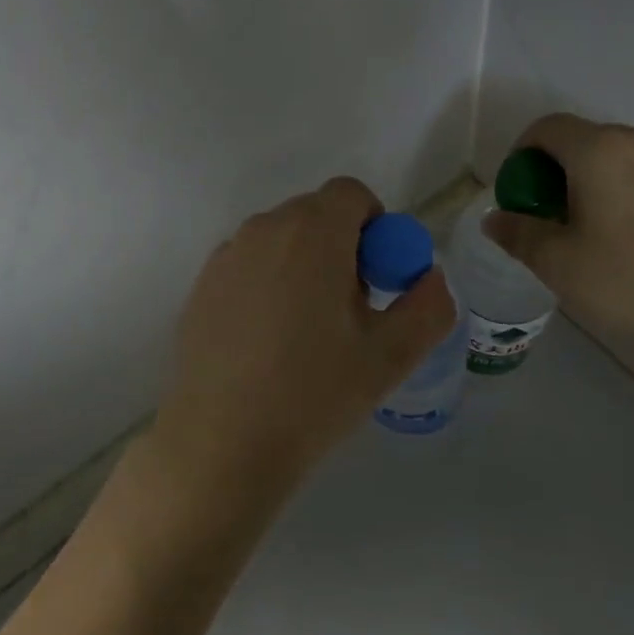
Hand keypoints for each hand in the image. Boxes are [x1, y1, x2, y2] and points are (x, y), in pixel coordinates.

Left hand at [151, 176, 456, 507]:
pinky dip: (268, 282)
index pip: (350, 193)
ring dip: (304, 264)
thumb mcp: (390, 356)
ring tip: (307, 331)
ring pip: (280, 239)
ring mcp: (226, 255)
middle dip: (342, 246)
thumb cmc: (313, 393)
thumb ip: (428, 306)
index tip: (378, 278)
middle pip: (315, 214)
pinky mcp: (202, 284)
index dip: (375, 226)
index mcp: (312, 232)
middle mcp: (264, 228)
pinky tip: (266, 342)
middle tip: (350, 309)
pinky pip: (249, 264)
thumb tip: (431, 277)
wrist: (221, 441)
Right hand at [485, 114, 633, 397]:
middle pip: (592, 141)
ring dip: (613, 183)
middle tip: (564, 219)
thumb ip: (519, 234)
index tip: (524, 192)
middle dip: (568, 171)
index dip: (524, 153)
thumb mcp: (560, 267)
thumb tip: (496, 219)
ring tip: (617, 236)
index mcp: (601, 152)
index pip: (548, 128)